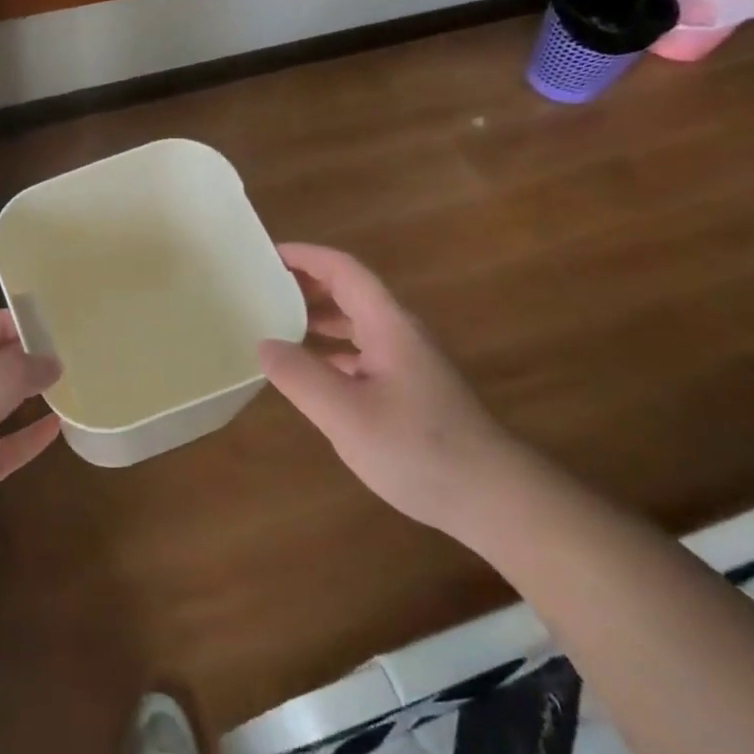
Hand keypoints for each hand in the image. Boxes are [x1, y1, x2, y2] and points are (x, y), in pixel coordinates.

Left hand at [0, 310, 59, 621]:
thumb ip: (8, 376)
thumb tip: (50, 359)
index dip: (4, 320)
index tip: (48, 318)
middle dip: (23, 353)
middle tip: (71, 347)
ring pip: (0, 401)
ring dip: (30, 391)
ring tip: (73, 379)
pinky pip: (8, 443)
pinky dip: (31, 434)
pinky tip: (62, 426)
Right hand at [258, 243, 513, 534]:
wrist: (492, 498)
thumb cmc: (417, 448)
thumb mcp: (345, 413)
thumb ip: (299, 375)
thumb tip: (264, 344)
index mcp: (387, 325)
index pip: (344, 270)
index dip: (305, 256)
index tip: (267, 255)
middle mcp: (399, 334)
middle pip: (350, 292)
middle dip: (306, 284)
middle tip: (261, 288)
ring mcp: (407, 363)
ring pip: (356, 324)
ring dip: (317, 318)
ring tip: (275, 324)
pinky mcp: (409, 391)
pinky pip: (362, 354)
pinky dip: (331, 351)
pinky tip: (310, 372)